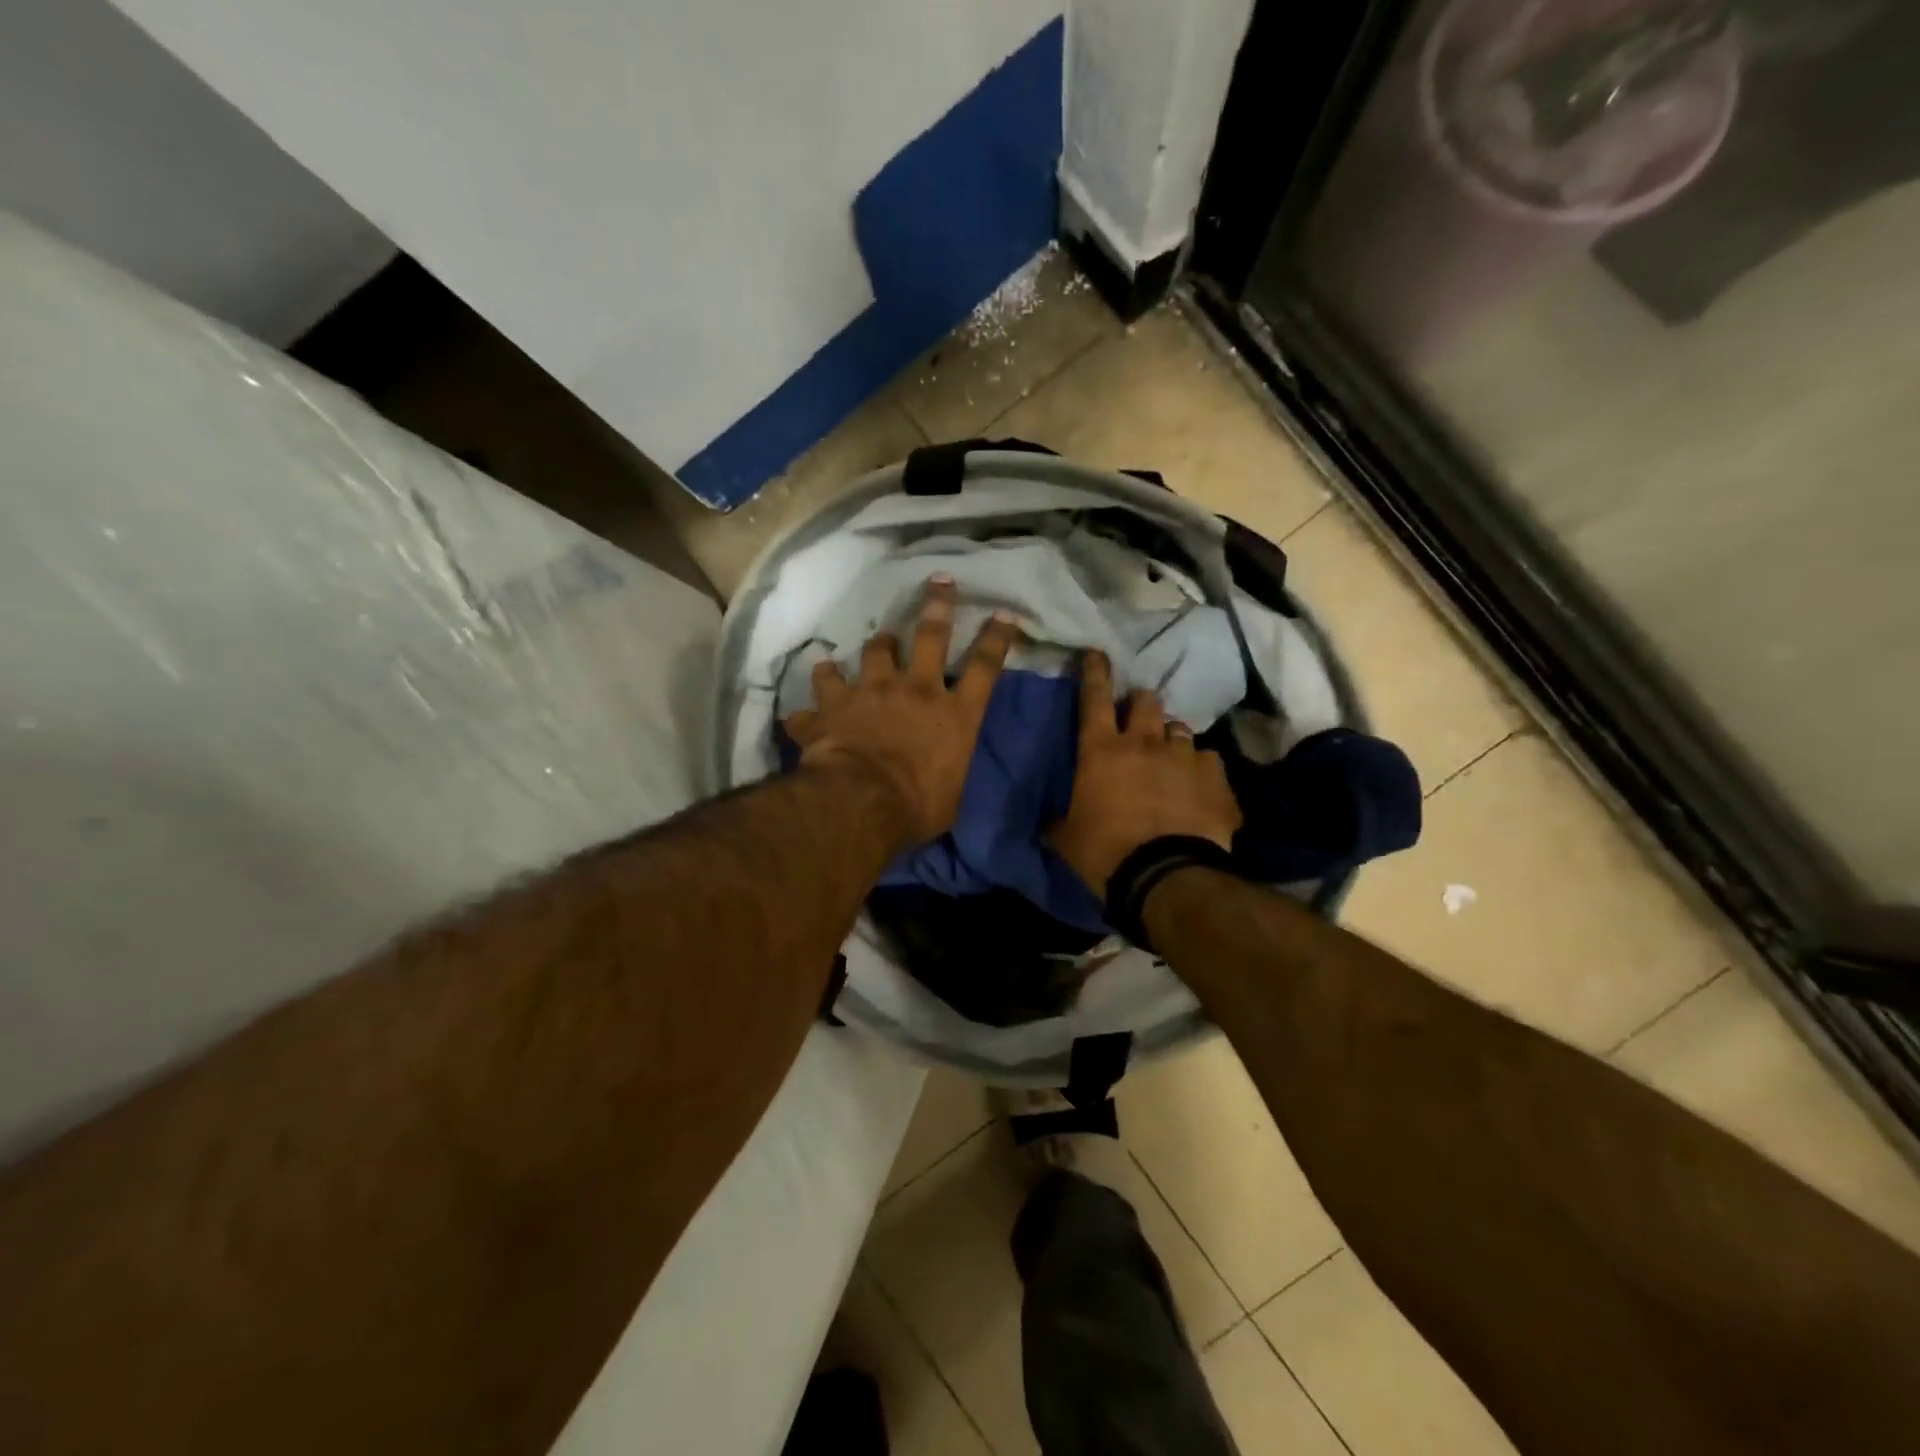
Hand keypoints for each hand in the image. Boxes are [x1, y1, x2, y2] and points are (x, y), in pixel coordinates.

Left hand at [783, 576, 1018, 846]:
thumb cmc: (916, 807)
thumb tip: (943, 776)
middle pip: (930, 636)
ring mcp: (872, 691)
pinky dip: (817, 693)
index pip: (984, 667)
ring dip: (875, 645)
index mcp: (954, 713)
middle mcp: (915, 690)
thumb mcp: (951, 796)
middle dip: (937, 606)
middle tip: (938, 581)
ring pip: (874, 652)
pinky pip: (821, 691)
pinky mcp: (834, 704)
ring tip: (875, 642)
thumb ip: (948, 772)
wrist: (860, 802)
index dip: (996, 638)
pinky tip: (809, 697)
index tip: (1004, 613)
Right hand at [1049, 650, 1242, 896]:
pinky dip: (1201, 769)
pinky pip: (1209, 761)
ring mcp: (1184, 756)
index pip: (1093, 698)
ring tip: (1171, 756)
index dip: (1094, 672)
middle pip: (1145, 701)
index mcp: (1101, 750)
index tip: (1095, 653)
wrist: (1165, 876)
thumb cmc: (1105, 852)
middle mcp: (1143, 742)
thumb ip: (1058, 821)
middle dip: (1139, 703)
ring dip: (1171, 738)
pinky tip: (1199, 786)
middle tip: (1137, 718)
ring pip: (1179, 729)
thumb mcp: (1067, 838)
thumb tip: (1047, 822)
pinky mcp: (1215, 777)